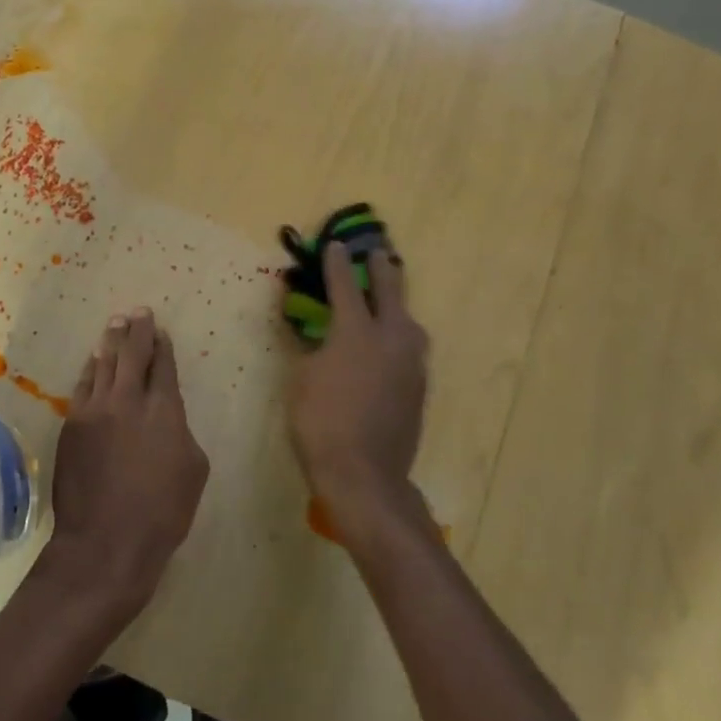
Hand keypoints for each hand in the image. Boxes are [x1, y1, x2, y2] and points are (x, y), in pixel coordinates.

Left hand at [41, 308, 210, 613]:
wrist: (105, 542)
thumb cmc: (162, 512)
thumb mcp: (194, 470)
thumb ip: (181, 432)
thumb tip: (168, 420)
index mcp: (164, 409)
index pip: (163, 366)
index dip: (163, 346)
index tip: (161, 331)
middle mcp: (127, 400)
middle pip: (132, 354)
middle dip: (137, 330)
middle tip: (138, 312)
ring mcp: (94, 411)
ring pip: (103, 365)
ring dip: (111, 343)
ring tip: (115, 325)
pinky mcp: (71, 426)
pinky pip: (82, 387)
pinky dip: (90, 370)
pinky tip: (92, 362)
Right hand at [286, 243, 429, 541]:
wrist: (364, 475)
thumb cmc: (320, 423)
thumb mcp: (301, 380)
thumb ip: (311, 349)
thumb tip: (318, 333)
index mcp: (355, 332)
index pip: (346, 286)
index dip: (337, 264)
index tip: (335, 246)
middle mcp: (390, 339)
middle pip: (389, 293)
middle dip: (381, 270)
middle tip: (378, 253)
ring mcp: (410, 364)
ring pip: (408, 321)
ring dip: (398, 303)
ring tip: (390, 299)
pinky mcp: (418, 387)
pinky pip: (411, 348)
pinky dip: (401, 335)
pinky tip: (393, 343)